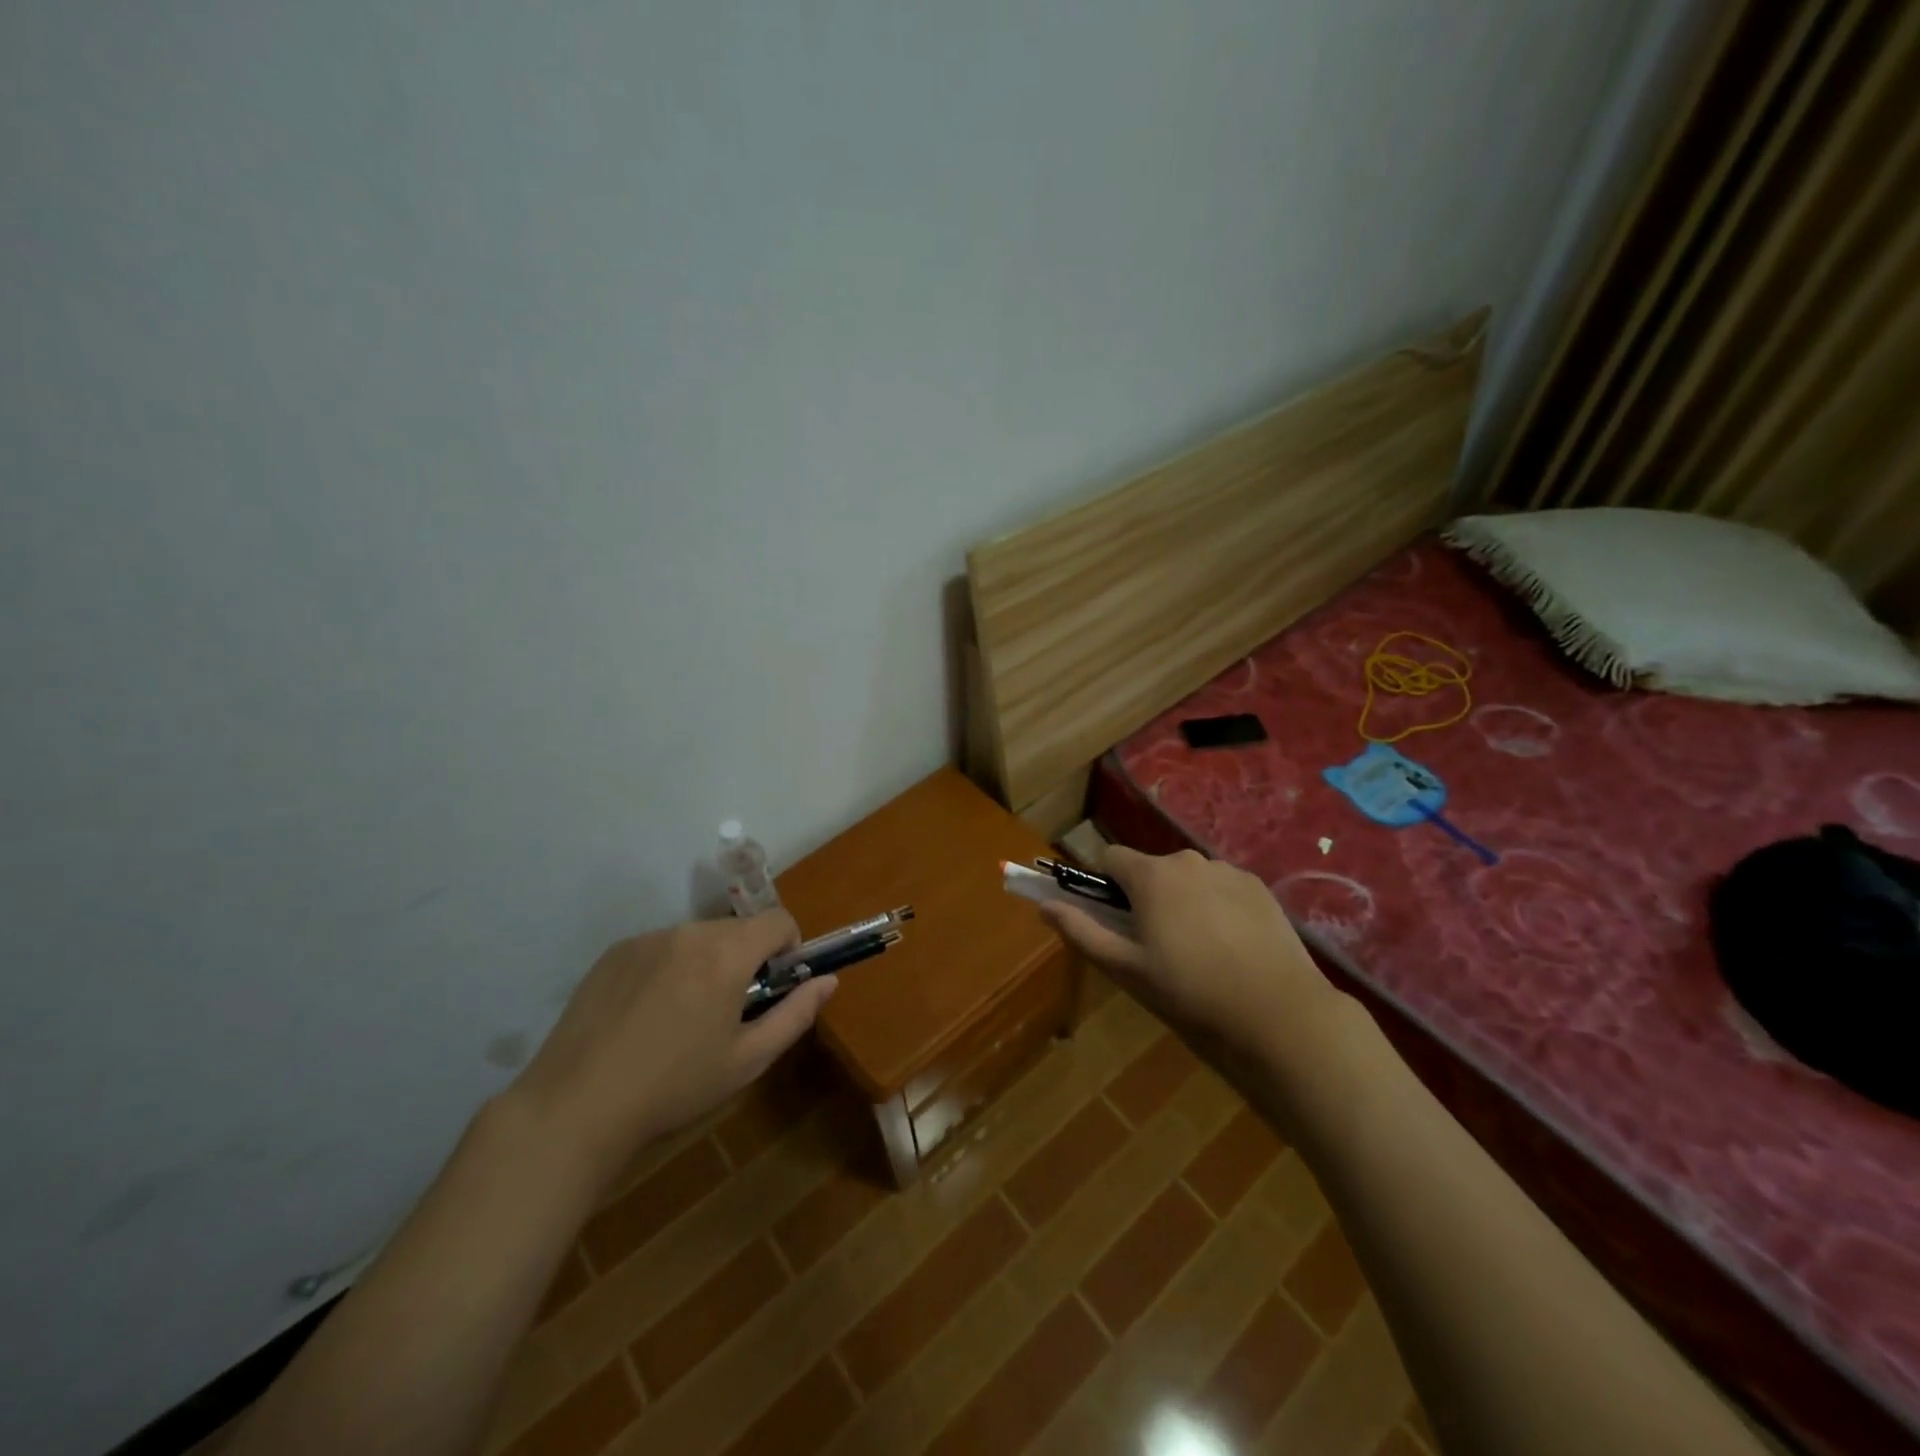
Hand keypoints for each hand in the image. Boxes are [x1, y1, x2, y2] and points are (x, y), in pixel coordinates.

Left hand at [505, 912, 831, 1190]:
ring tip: (681, 1017)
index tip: (776, 983)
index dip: (788, 947)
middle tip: (729, 1010)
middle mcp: (689, 933)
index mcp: (727, 954)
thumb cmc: (674, 1087)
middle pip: (737, 929)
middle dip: (745, 958)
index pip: (778, 920)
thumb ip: (796, 1014)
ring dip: (705, 963)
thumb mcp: (747, 1060)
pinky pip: (659, 948)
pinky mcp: (614, 952)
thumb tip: (828, 981)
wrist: (576, 1106)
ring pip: (697, 938)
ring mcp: (647, 939)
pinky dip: (668, 969)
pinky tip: (646, 1016)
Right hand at [1040, 847, 1342, 1058]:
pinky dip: (1215, 906)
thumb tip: (1044, 906)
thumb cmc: (1190, 992)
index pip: (1109, 858)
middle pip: (1150, 869)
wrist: (1278, 1013)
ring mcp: (1227, 870)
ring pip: (1187, 878)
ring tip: (1198, 950)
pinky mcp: (1258, 887)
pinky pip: (1221, 887)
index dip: (1104, 886)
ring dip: (1181, 900)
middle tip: (1156, 945)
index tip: (1115, 921)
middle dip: (1145, 897)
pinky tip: (1230, 947)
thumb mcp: (1126, 969)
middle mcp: (1187, 860)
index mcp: (1151, 876)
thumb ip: (1081, 931)